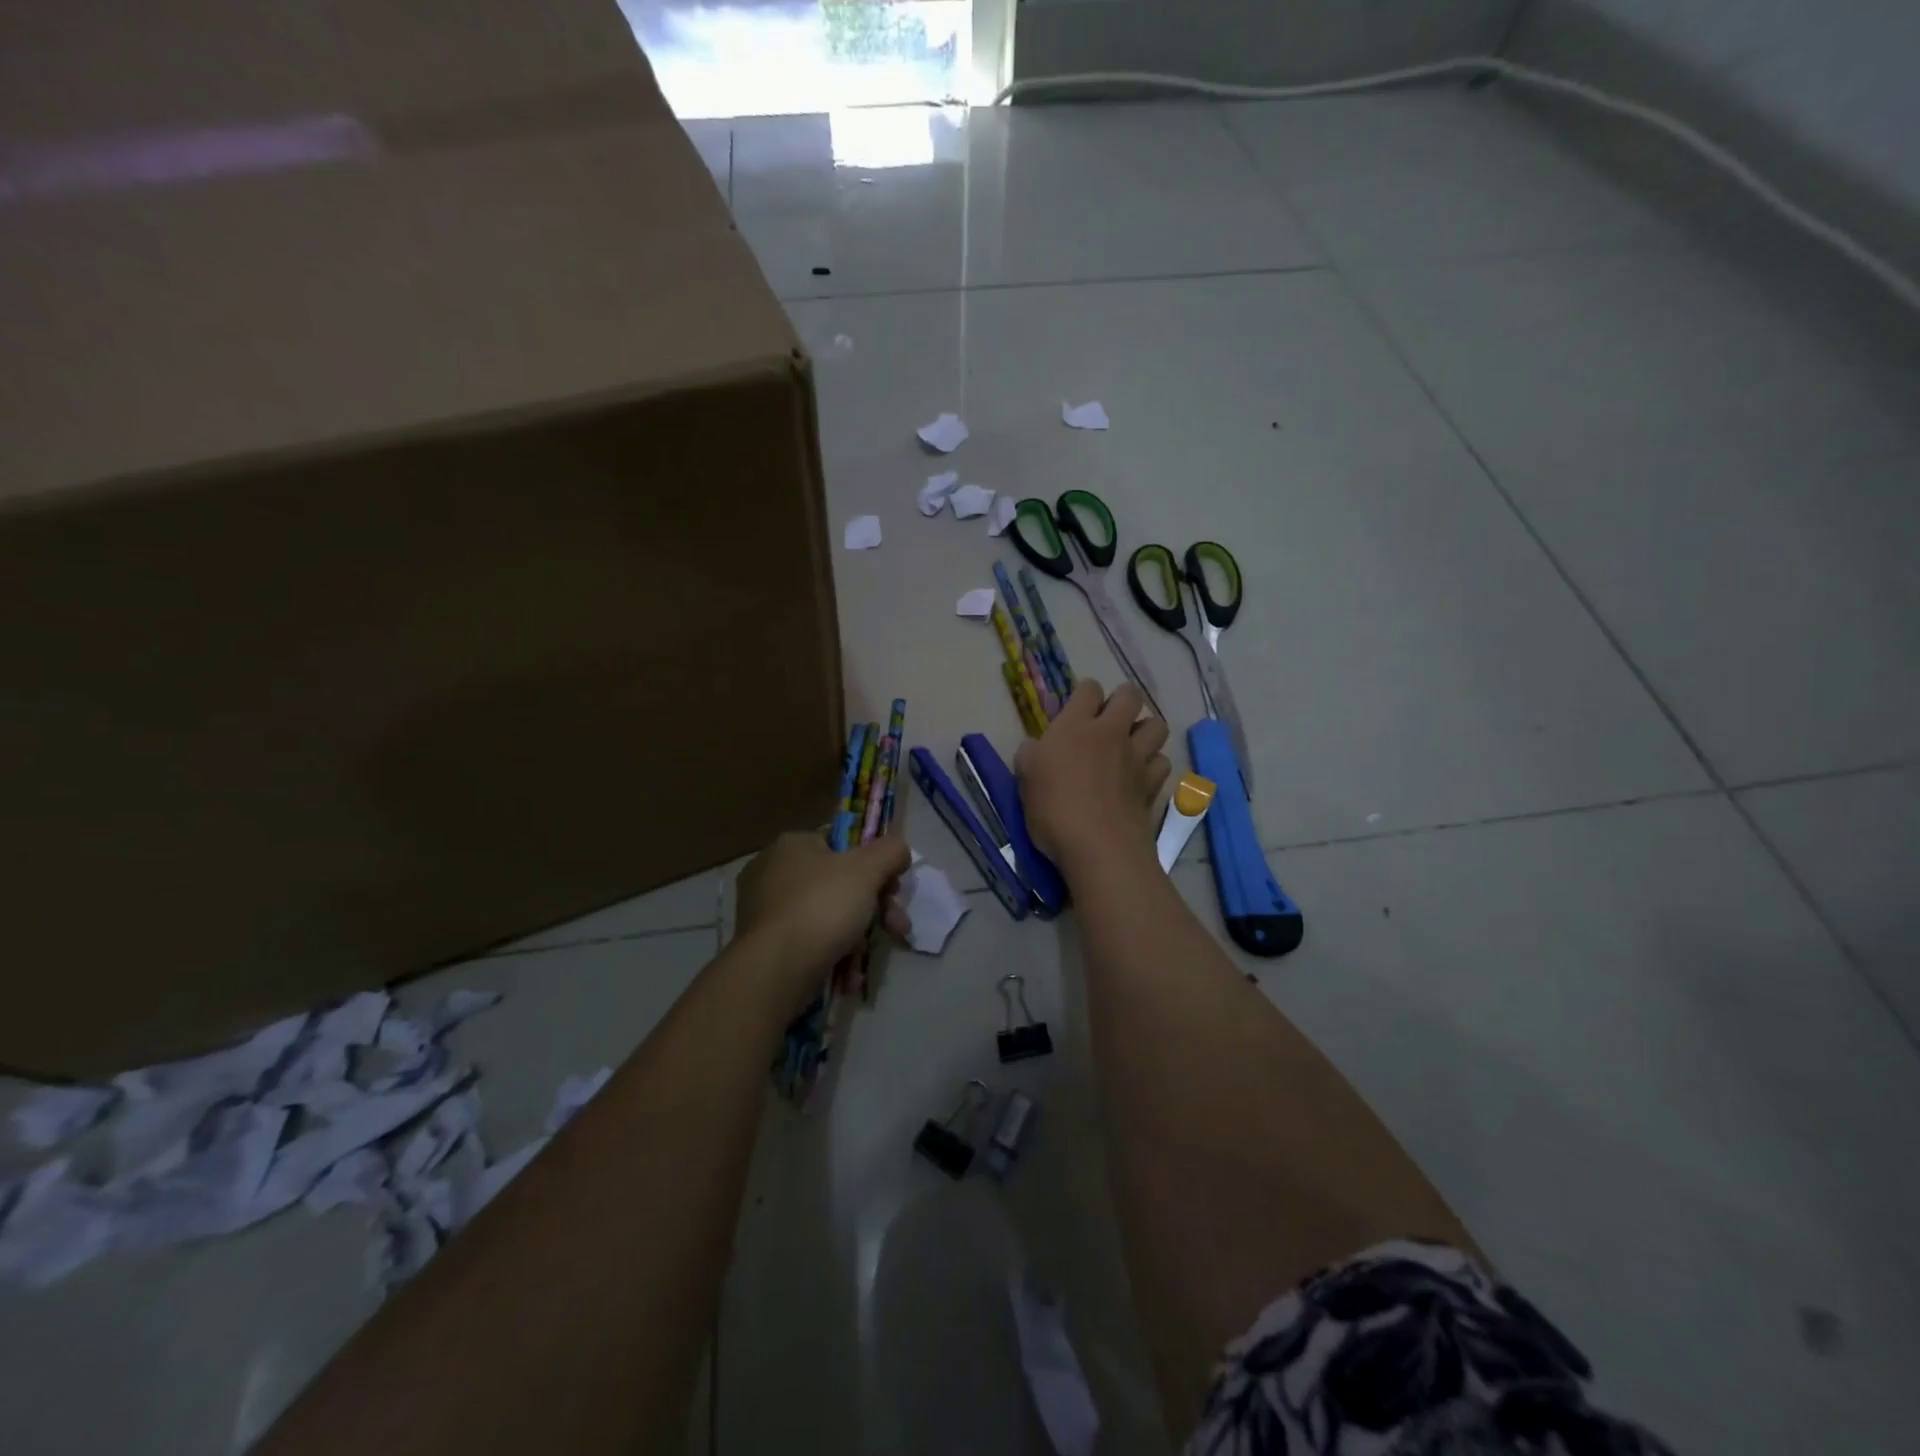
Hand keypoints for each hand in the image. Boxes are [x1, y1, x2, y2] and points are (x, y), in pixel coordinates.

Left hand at [735, 832, 911, 1004]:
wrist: (774, 971)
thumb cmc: (821, 908)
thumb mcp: (867, 870)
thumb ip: (890, 851)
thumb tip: (899, 851)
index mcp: (793, 844)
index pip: (842, 844)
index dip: (875, 865)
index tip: (894, 891)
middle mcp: (772, 871)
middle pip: (839, 883)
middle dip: (874, 907)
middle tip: (896, 927)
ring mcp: (764, 910)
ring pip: (826, 915)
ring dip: (856, 936)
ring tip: (867, 960)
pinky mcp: (763, 944)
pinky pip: (808, 941)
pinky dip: (831, 954)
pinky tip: (847, 975)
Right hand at [1015, 679, 1170, 866]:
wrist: (1098, 847)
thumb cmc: (1053, 810)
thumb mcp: (1026, 780)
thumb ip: (1030, 756)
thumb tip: (1035, 747)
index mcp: (1075, 726)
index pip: (1089, 688)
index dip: (1085, 694)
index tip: (1077, 711)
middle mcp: (1110, 733)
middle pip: (1129, 696)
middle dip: (1122, 701)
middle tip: (1108, 722)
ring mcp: (1136, 757)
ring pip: (1156, 725)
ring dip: (1145, 730)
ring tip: (1131, 746)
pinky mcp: (1153, 783)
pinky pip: (1162, 761)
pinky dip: (1154, 765)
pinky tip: (1141, 776)